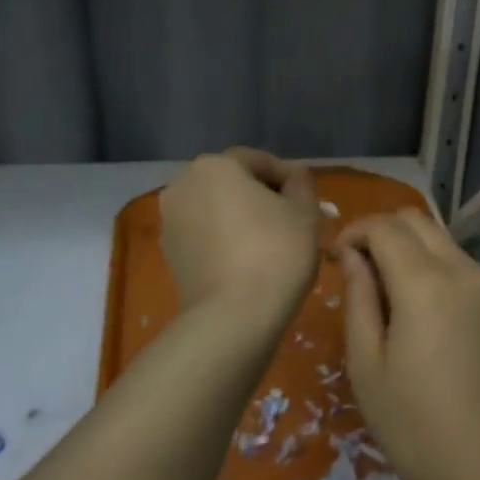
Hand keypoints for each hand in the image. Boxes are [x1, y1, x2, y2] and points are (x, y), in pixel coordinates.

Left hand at [160, 148, 319, 332]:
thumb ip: (301, 184)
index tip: (309, 201)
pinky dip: (225, 240)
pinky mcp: (169, 255)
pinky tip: (249, 262)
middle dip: (262, 197)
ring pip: (216, 210)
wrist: (233, 318)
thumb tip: (294, 177)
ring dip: (242, 219)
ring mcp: (170, 222)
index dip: (288, 178)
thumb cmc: (275, 252)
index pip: (258, 161)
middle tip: (293, 221)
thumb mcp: (304, 212)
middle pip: (232, 183)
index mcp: (214, 166)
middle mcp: (183, 185)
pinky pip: (205, 236)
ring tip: (273, 243)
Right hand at [335, 211, 479, 479]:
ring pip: (437, 236)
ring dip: (403, 245)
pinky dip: (426, 261)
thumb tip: (353, 259)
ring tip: (378, 288)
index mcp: (425, 283)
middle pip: (414, 219)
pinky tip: (410, 302)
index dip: (352, 234)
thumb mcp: (367, 365)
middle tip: (353, 268)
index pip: (383, 227)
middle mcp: (461, 269)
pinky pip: (454, 259)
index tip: (333, 261)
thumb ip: (358, 300)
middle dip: (378, 231)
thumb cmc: (415, 426)